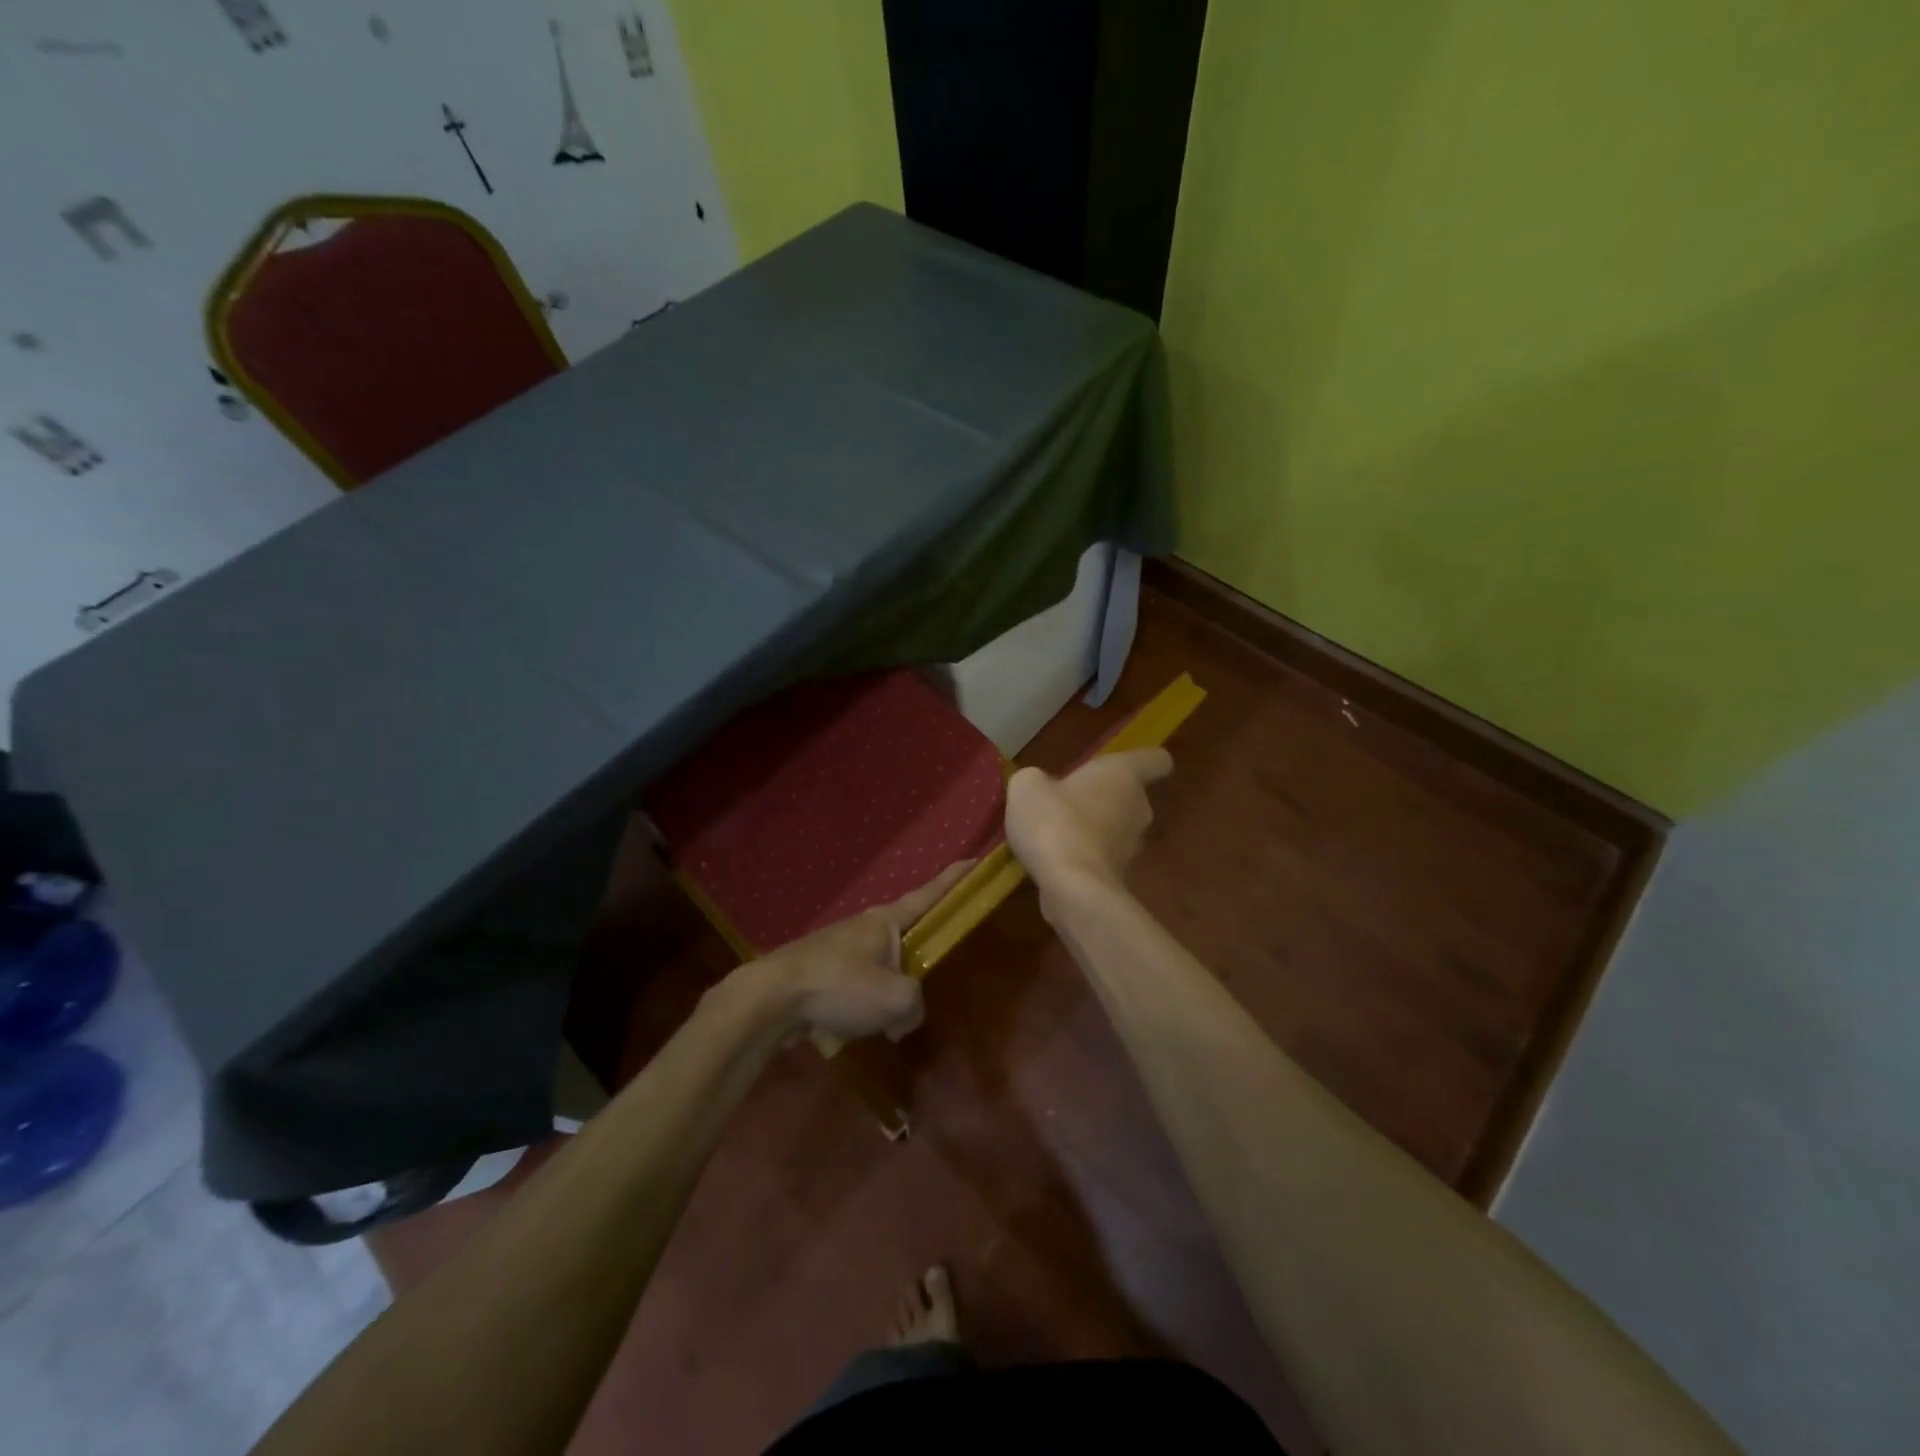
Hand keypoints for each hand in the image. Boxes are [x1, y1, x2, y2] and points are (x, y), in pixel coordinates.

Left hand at [745, 861, 972, 1042]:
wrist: (771, 998)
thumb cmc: (839, 986)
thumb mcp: (895, 1000)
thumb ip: (915, 1005)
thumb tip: (905, 1017)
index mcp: (886, 921)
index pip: (929, 894)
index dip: (953, 879)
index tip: (974, 860)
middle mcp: (865, 927)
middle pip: (905, 936)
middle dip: (918, 956)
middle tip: (929, 976)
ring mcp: (840, 948)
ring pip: (880, 967)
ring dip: (889, 991)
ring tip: (891, 1022)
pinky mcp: (822, 972)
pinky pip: (857, 987)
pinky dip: (866, 1006)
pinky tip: (861, 1030)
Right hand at [1005, 749, 1172, 901]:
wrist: (1071, 887)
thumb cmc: (1056, 821)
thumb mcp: (1028, 787)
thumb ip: (1035, 779)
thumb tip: (1039, 785)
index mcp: (1124, 775)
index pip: (1156, 760)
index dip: (1144, 760)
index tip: (1122, 765)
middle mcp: (1138, 808)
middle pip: (1130, 796)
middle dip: (1102, 797)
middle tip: (1068, 799)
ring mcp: (1132, 846)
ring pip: (1116, 828)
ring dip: (1092, 828)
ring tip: (1055, 832)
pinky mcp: (1119, 876)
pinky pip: (1101, 856)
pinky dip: (1083, 856)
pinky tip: (1054, 859)